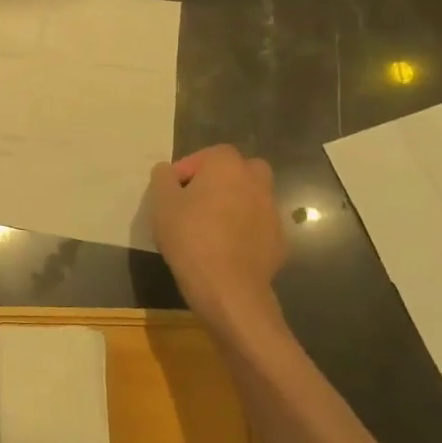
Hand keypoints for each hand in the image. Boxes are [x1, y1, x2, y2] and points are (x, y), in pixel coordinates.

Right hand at [147, 146, 289, 335]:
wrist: (228, 287)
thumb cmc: (190, 236)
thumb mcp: (161, 202)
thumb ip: (163, 177)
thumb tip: (168, 171)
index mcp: (227, 165)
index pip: (208, 155)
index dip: (188, 171)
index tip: (173, 192)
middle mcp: (256, 182)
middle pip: (238, 171)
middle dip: (220, 182)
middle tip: (197, 203)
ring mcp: (272, 212)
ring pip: (251, 199)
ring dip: (234, 206)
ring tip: (210, 229)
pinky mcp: (280, 241)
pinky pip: (258, 227)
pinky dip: (245, 232)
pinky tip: (226, 250)